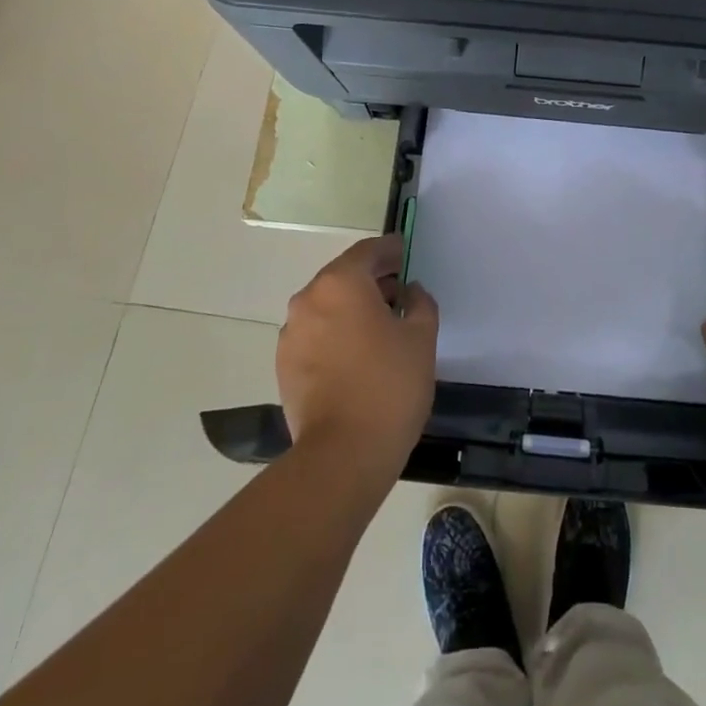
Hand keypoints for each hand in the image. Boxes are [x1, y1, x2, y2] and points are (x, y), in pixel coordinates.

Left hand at [278, 235, 438, 480]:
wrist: (342, 455)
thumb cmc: (389, 386)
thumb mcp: (421, 337)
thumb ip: (420, 303)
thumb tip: (409, 292)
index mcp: (341, 283)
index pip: (368, 252)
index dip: (390, 250)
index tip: (405, 252)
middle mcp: (309, 299)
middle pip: (343, 276)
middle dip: (371, 280)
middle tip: (399, 292)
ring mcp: (291, 333)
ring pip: (327, 306)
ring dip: (351, 308)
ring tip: (379, 327)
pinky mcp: (284, 365)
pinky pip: (315, 334)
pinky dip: (335, 332)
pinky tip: (356, 354)